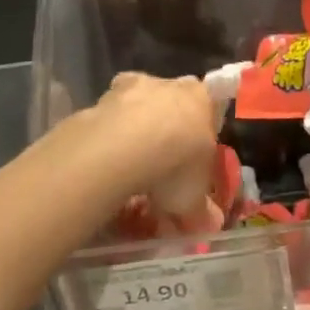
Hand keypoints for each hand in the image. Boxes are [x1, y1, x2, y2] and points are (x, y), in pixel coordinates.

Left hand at [91, 72, 223, 234]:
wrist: (124, 147)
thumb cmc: (176, 165)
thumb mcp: (193, 198)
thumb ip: (202, 210)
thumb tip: (211, 224)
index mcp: (202, 99)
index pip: (208, 108)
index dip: (199, 134)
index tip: (192, 159)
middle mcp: (168, 85)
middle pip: (170, 105)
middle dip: (166, 132)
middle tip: (161, 169)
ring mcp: (131, 88)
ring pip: (136, 108)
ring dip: (133, 133)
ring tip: (129, 172)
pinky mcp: (99, 99)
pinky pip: (107, 121)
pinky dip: (107, 139)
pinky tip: (105, 166)